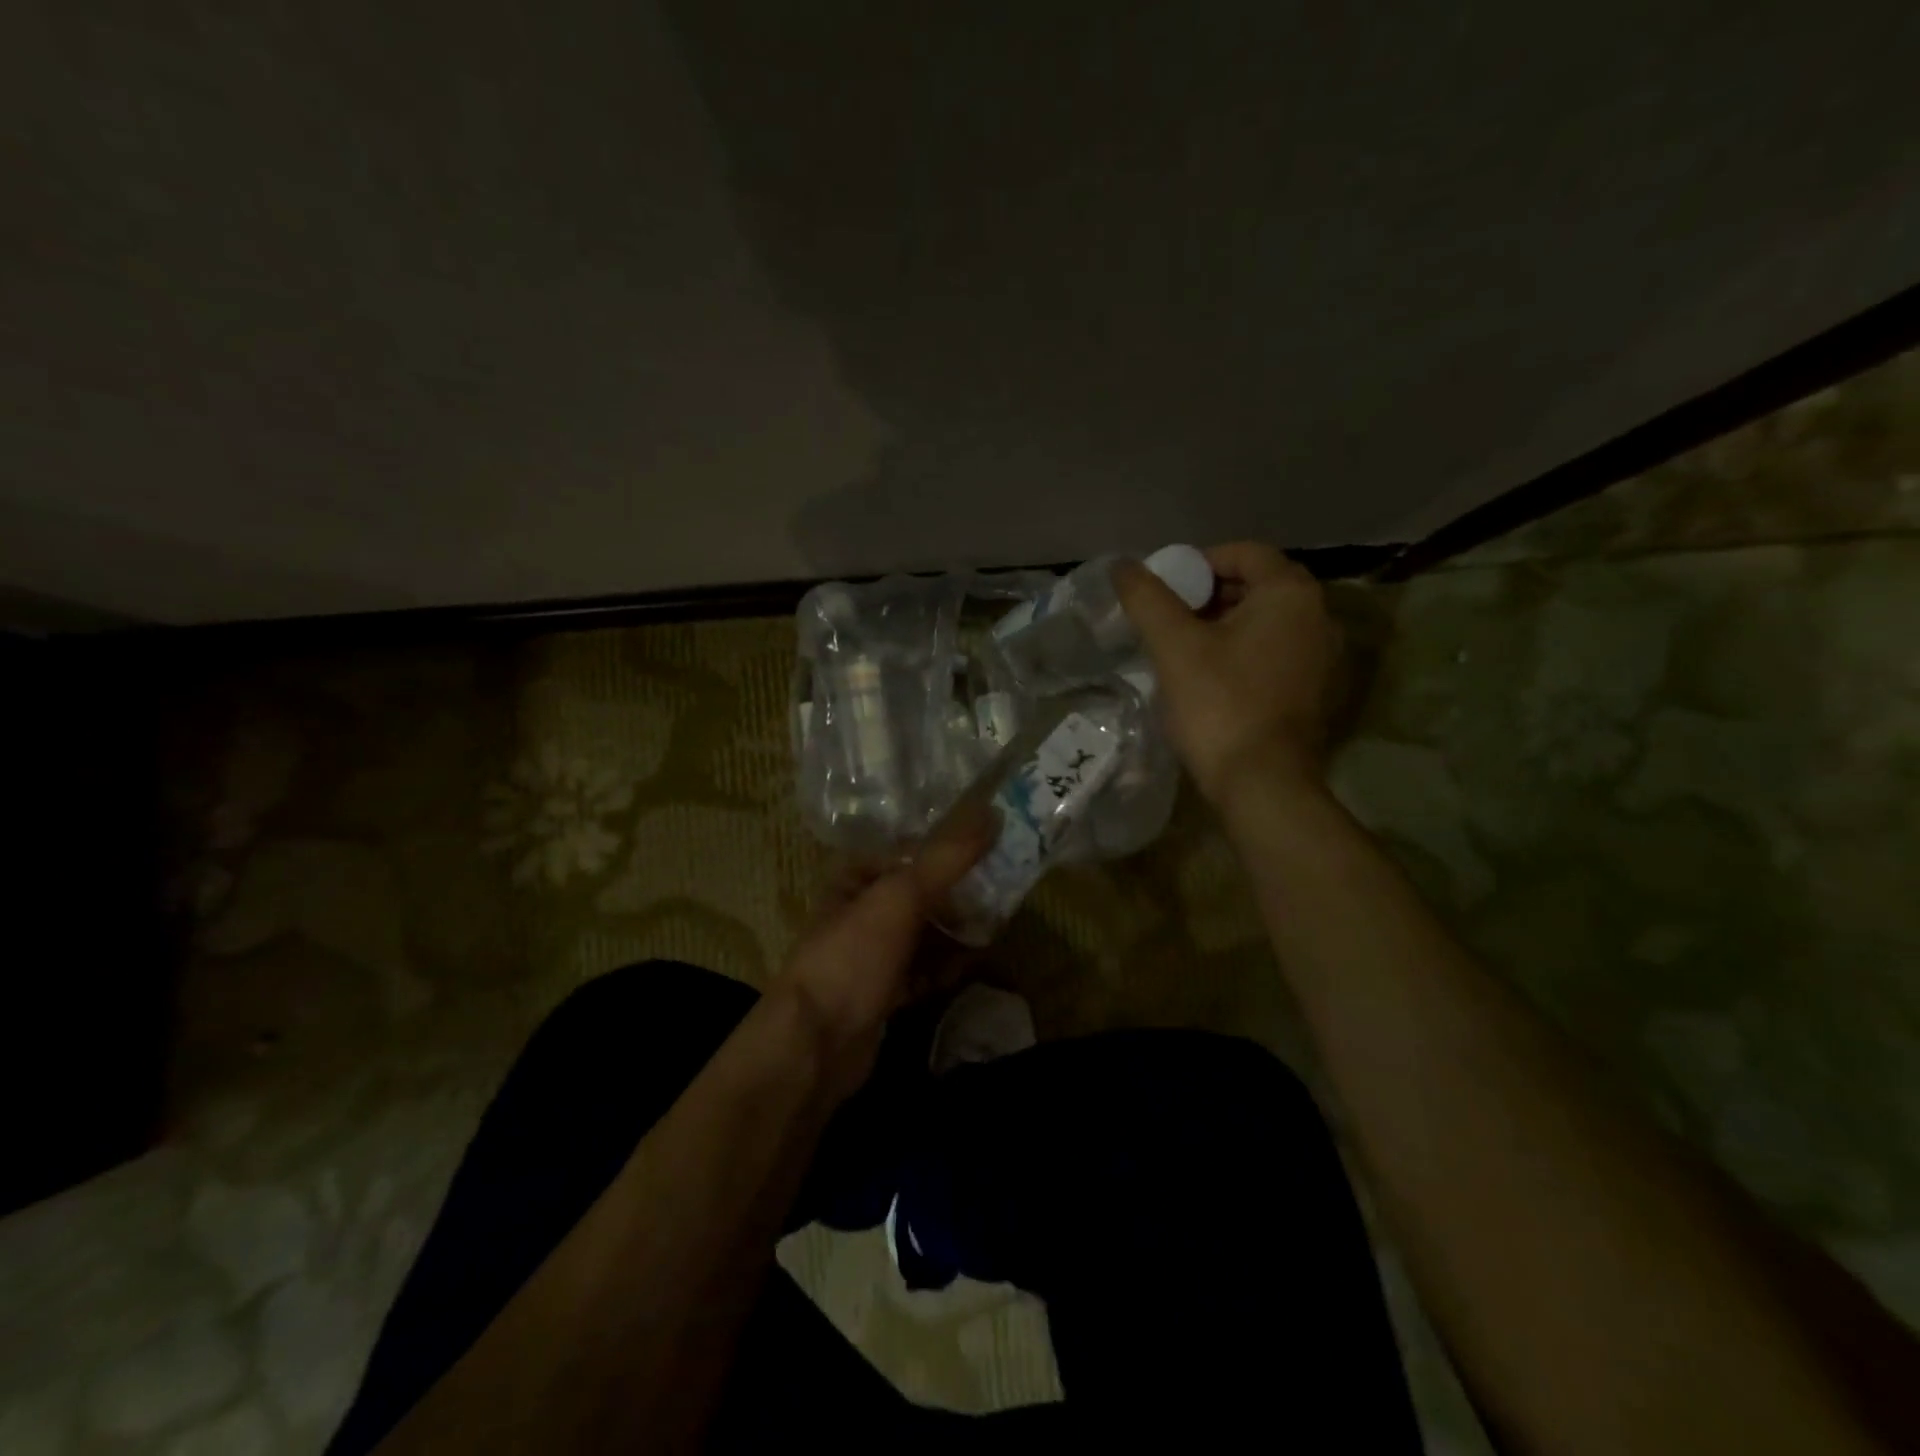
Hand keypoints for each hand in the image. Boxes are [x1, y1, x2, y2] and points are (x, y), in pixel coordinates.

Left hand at [776, 804, 994, 1099]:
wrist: (815, 1044)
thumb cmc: (854, 956)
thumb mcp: (901, 896)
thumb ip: (947, 857)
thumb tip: (993, 811)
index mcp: (856, 877)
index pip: (910, 851)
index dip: (949, 849)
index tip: (994, 849)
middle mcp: (861, 910)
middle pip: (920, 892)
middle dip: (959, 894)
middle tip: (1004, 891)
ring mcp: (871, 954)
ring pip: (923, 933)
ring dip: (956, 932)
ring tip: (998, 926)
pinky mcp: (883, 993)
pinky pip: (923, 971)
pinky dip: (947, 967)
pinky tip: (974, 965)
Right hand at [1113, 542, 1342, 805]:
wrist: (1262, 784)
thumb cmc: (1219, 705)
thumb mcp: (1174, 646)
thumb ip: (1147, 598)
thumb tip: (1122, 565)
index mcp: (1291, 594)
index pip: (1244, 553)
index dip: (1198, 563)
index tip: (1164, 589)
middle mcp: (1319, 616)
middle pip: (1258, 586)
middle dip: (1210, 595)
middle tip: (1169, 618)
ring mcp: (1324, 657)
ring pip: (1266, 622)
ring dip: (1225, 625)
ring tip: (1182, 648)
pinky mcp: (1316, 691)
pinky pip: (1276, 653)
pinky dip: (1244, 652)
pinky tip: (1211, 677)